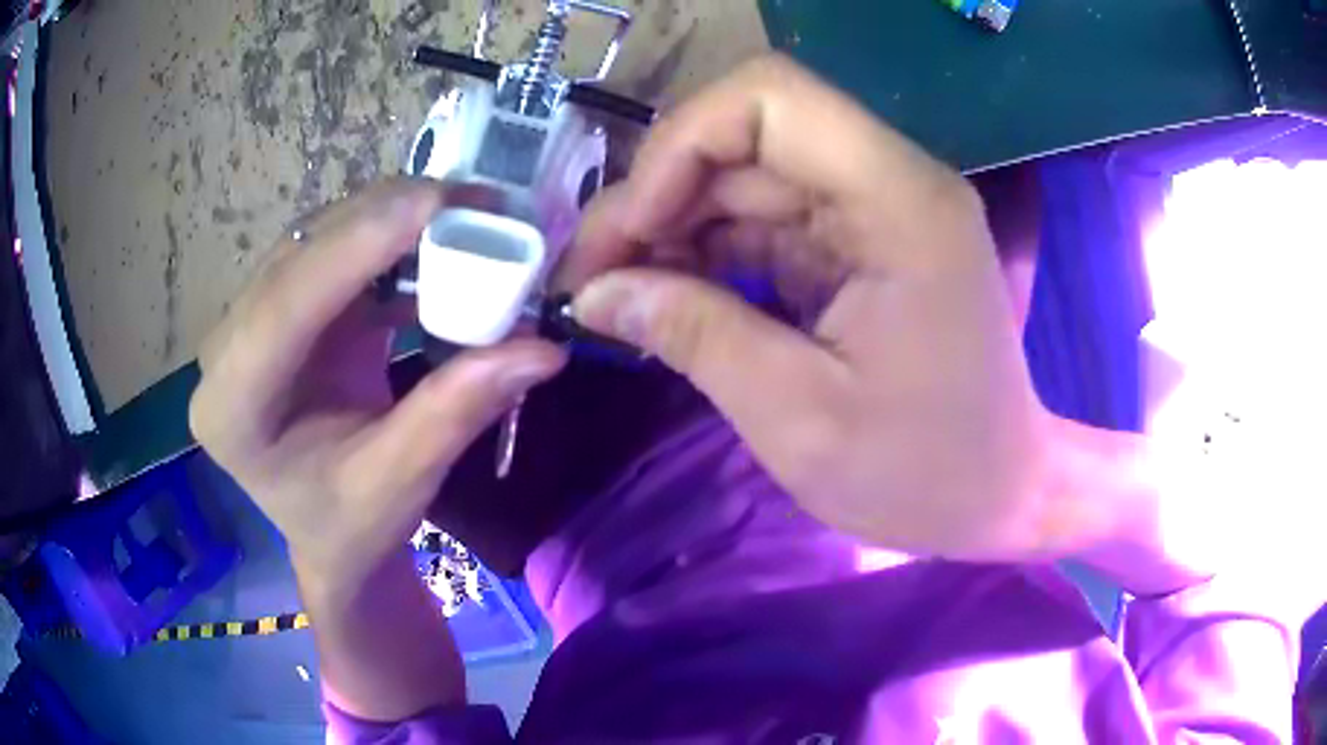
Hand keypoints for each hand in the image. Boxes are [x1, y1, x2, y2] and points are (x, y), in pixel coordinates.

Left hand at [190, 180, 566, 590]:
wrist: (324, 535)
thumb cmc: (347, 529)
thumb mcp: (397, 486)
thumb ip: (455, 412)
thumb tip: (541, 348)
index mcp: (231, 406)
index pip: (284, 306)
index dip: (357, 247)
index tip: (437, 202)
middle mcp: (227, 347)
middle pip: (300, 255)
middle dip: (386, 219)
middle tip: (475, 205)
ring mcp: (251, 320)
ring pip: (318, 240)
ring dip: (391, 221)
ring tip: (465, 218)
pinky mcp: (285, 307)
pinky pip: (335, 253)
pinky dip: (389, 244)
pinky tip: (435, 247)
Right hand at [561, 56, 1060, 560]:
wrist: (1001, 494)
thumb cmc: (923, 472)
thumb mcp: (800, 418)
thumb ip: (694, 336)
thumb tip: (594, 293)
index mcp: (900, 202)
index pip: (770, 97)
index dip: (682, 145)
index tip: (632, 233)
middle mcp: (891, 181)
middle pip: (746, 135)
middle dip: (657, 195)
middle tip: (593, 276)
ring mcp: (875, 210)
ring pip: (745, 176)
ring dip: (672, 225)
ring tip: (615, 291)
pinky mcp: (859, 244)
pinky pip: (764, 219)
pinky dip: (706, 250)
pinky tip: (666, 296)